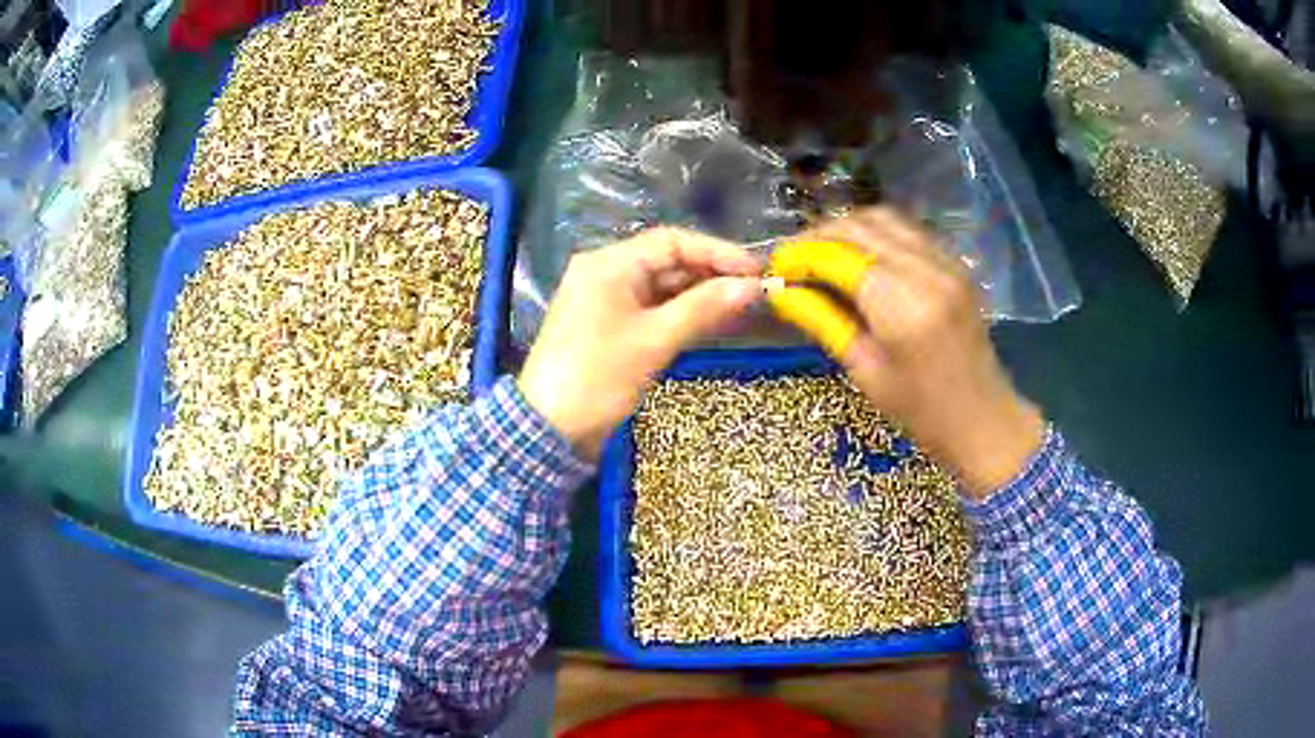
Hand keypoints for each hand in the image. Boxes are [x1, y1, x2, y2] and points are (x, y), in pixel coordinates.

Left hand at [519, 227, 762, 458]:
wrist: (549, 429)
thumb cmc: (599, 377)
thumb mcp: (655, 340)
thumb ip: (704, 308)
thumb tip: (751, 286)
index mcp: (609, 264)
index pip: (672, 242)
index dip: (717, 252)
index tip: (755, 271)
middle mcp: (606, 273)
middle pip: (667, 262)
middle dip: (711, 275)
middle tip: (754, 292)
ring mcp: (606, 301)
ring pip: (662, 288)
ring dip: (700, 296)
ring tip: (742, 308)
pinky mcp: (610, 327)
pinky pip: (652, 310)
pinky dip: (681, 315)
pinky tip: (712, 323)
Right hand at [769, 208, 1043, 497]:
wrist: (982, 417)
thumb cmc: (920, 410)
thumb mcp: (864, 370)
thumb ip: (823, 320)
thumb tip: (780, 291)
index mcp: (901, 306)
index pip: (838, 256)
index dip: (800, 255)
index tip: (776, 267)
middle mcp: (926, 271)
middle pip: (861, 226)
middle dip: (819, 235)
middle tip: (794, 258)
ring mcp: (946, 262)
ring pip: (885, 219)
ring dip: (848, 229)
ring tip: (822, 253)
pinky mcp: (955, 264)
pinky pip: (908, 231)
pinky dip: (876, 234)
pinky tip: (860, 257)